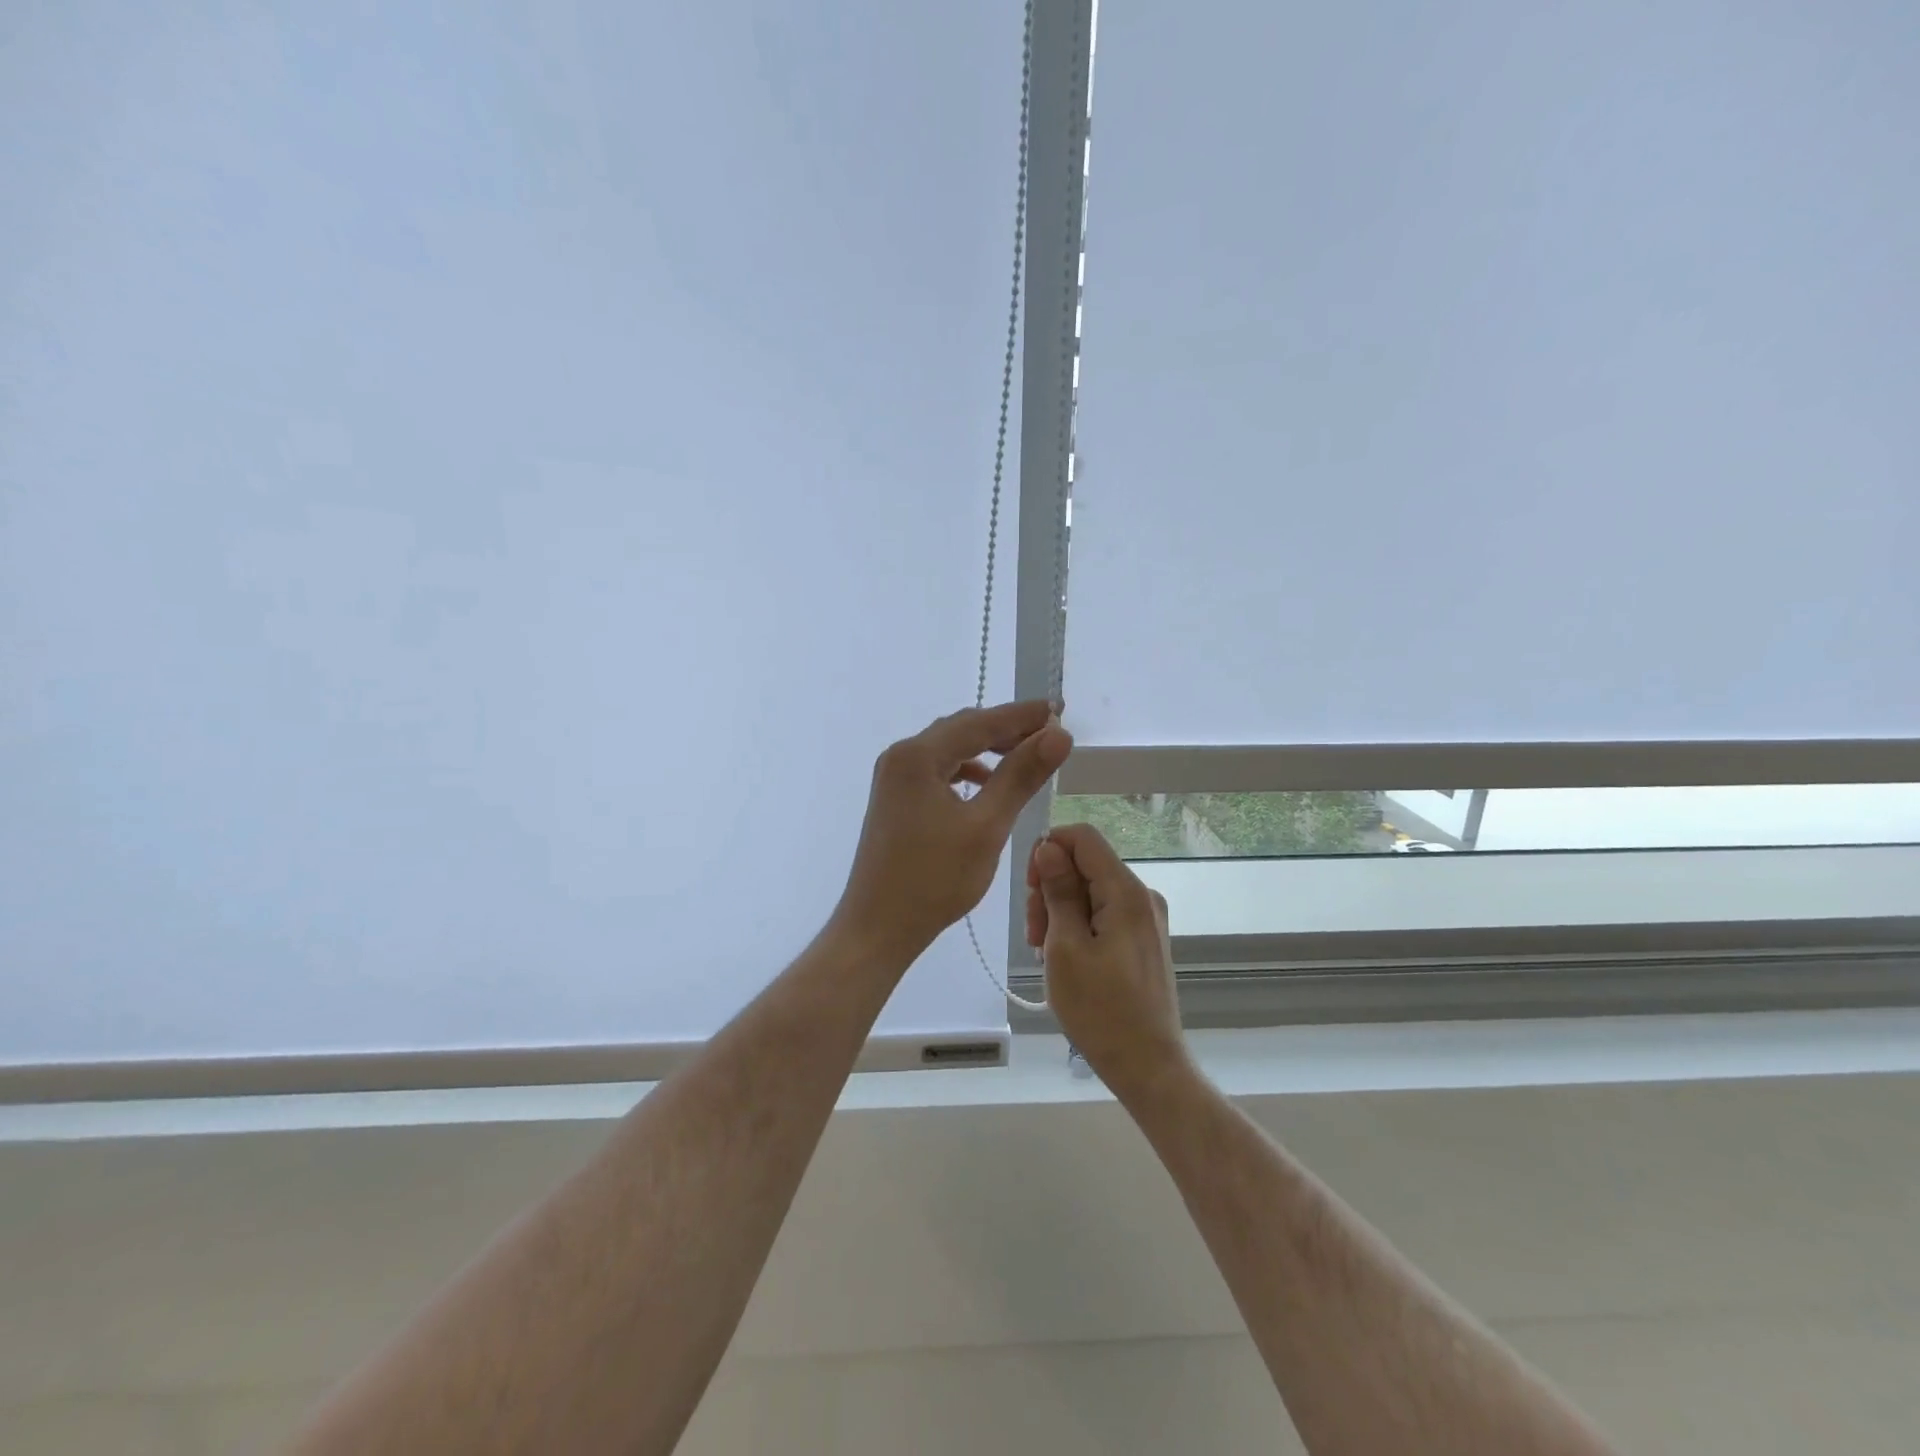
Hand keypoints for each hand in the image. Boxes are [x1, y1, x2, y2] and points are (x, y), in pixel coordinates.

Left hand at [835, 700, 1072, 963]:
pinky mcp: (896, 799)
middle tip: (1050, 735)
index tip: (1059, 710)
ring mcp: (894, 778)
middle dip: (1006, 730)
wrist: (878, 927)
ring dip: (988, 750)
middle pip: (962, 730)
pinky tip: (988, 786)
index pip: (980, 722)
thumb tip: (1058, 735)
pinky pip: (938, 771)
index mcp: (917, 756)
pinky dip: (967, 771)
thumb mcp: (986, 826)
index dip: (1022, 716)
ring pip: (950, 750)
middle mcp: (901, 756)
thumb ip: (1021, 776)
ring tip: (1026, 758)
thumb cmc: (933, 879)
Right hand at [1026, 823, 1191, 1099]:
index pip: (1082, 837)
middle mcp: (1142, 896)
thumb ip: (1058, 891)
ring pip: (1091, 890)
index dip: (1049, 850)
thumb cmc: (1100, 1009)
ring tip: (1046, 953)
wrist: (1148, 1065)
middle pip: (1085, 865)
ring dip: (1060, 911)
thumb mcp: (1065, 947)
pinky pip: (1104, 913)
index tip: (1030, 890)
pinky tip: (1066, 959)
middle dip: (1051, 888)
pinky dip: (1078, 926)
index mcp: (1126, 891)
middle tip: (1034, 935)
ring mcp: (1146, 918)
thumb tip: (1048, 846)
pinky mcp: (1144, 939)